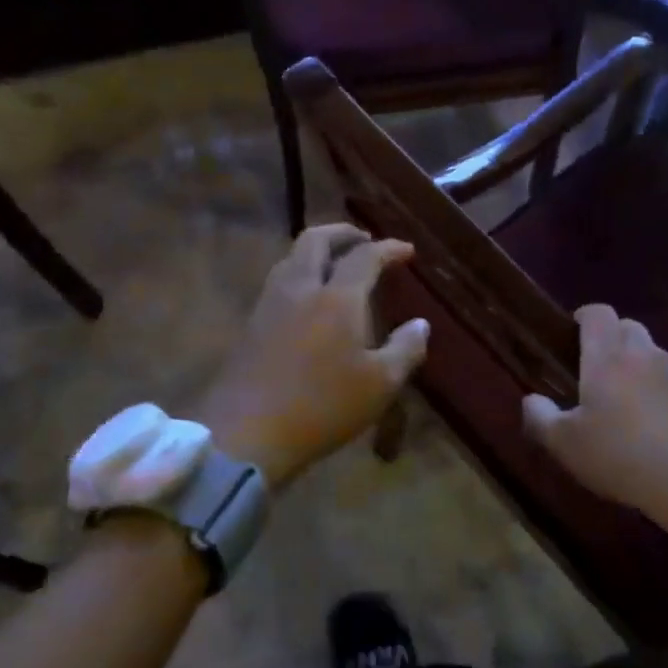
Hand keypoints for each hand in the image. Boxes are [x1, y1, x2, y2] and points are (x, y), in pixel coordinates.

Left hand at [196, 225, 429, 488]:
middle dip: (343, 233)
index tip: (407, 251)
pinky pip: (279, 281)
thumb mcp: (380, 384)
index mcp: (337, 298)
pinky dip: (300, 273)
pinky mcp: (251, 325)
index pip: (365, 257)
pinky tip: (309, 298)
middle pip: (316, 240)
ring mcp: (269, 305)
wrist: (246, 433)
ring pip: (291, 258)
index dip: (389, 248)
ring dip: (317, 251)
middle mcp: (300, 290)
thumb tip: (420, 324)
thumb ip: (405, 349)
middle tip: (364, 240)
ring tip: (336, 264)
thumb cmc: (323, 407)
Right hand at [522, 304, 667, 549]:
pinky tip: (653, 423)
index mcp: (607, 357)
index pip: (598, 313)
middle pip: (627, 327)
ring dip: (636, 363)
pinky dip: (659, 388)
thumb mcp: (567, 445)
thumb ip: (541, 419)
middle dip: (609, 337)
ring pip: (651, 352)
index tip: (571, 333)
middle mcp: (643, 355)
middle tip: (594, 369)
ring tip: (623, 399)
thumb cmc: (622, 457)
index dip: (584, 316)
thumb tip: (530, 400)